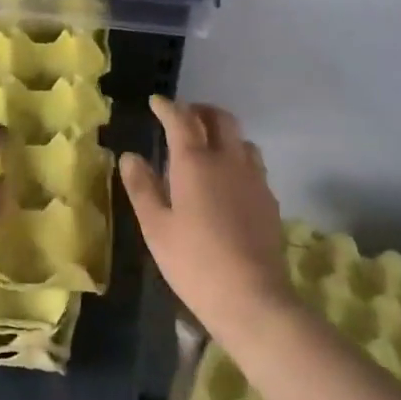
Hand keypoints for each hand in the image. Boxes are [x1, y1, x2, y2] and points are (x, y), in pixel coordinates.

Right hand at [120, 96, 296, 340]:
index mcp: (195, 162)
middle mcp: (228, 160)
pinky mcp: (269, 198)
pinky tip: (229, 180)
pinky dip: (237, 158)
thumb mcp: (155, 227)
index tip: (156, 102)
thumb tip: (131, 156)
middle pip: (220, 119)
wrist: (252, 297)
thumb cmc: (193, 261)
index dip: (167, 107)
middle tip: (184, 117)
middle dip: (200, 110)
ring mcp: (254, 178)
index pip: (181, 120)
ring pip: (241, 139)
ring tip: (208, 147)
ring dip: (223, 133)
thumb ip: (142, 187)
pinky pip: (253, 164)